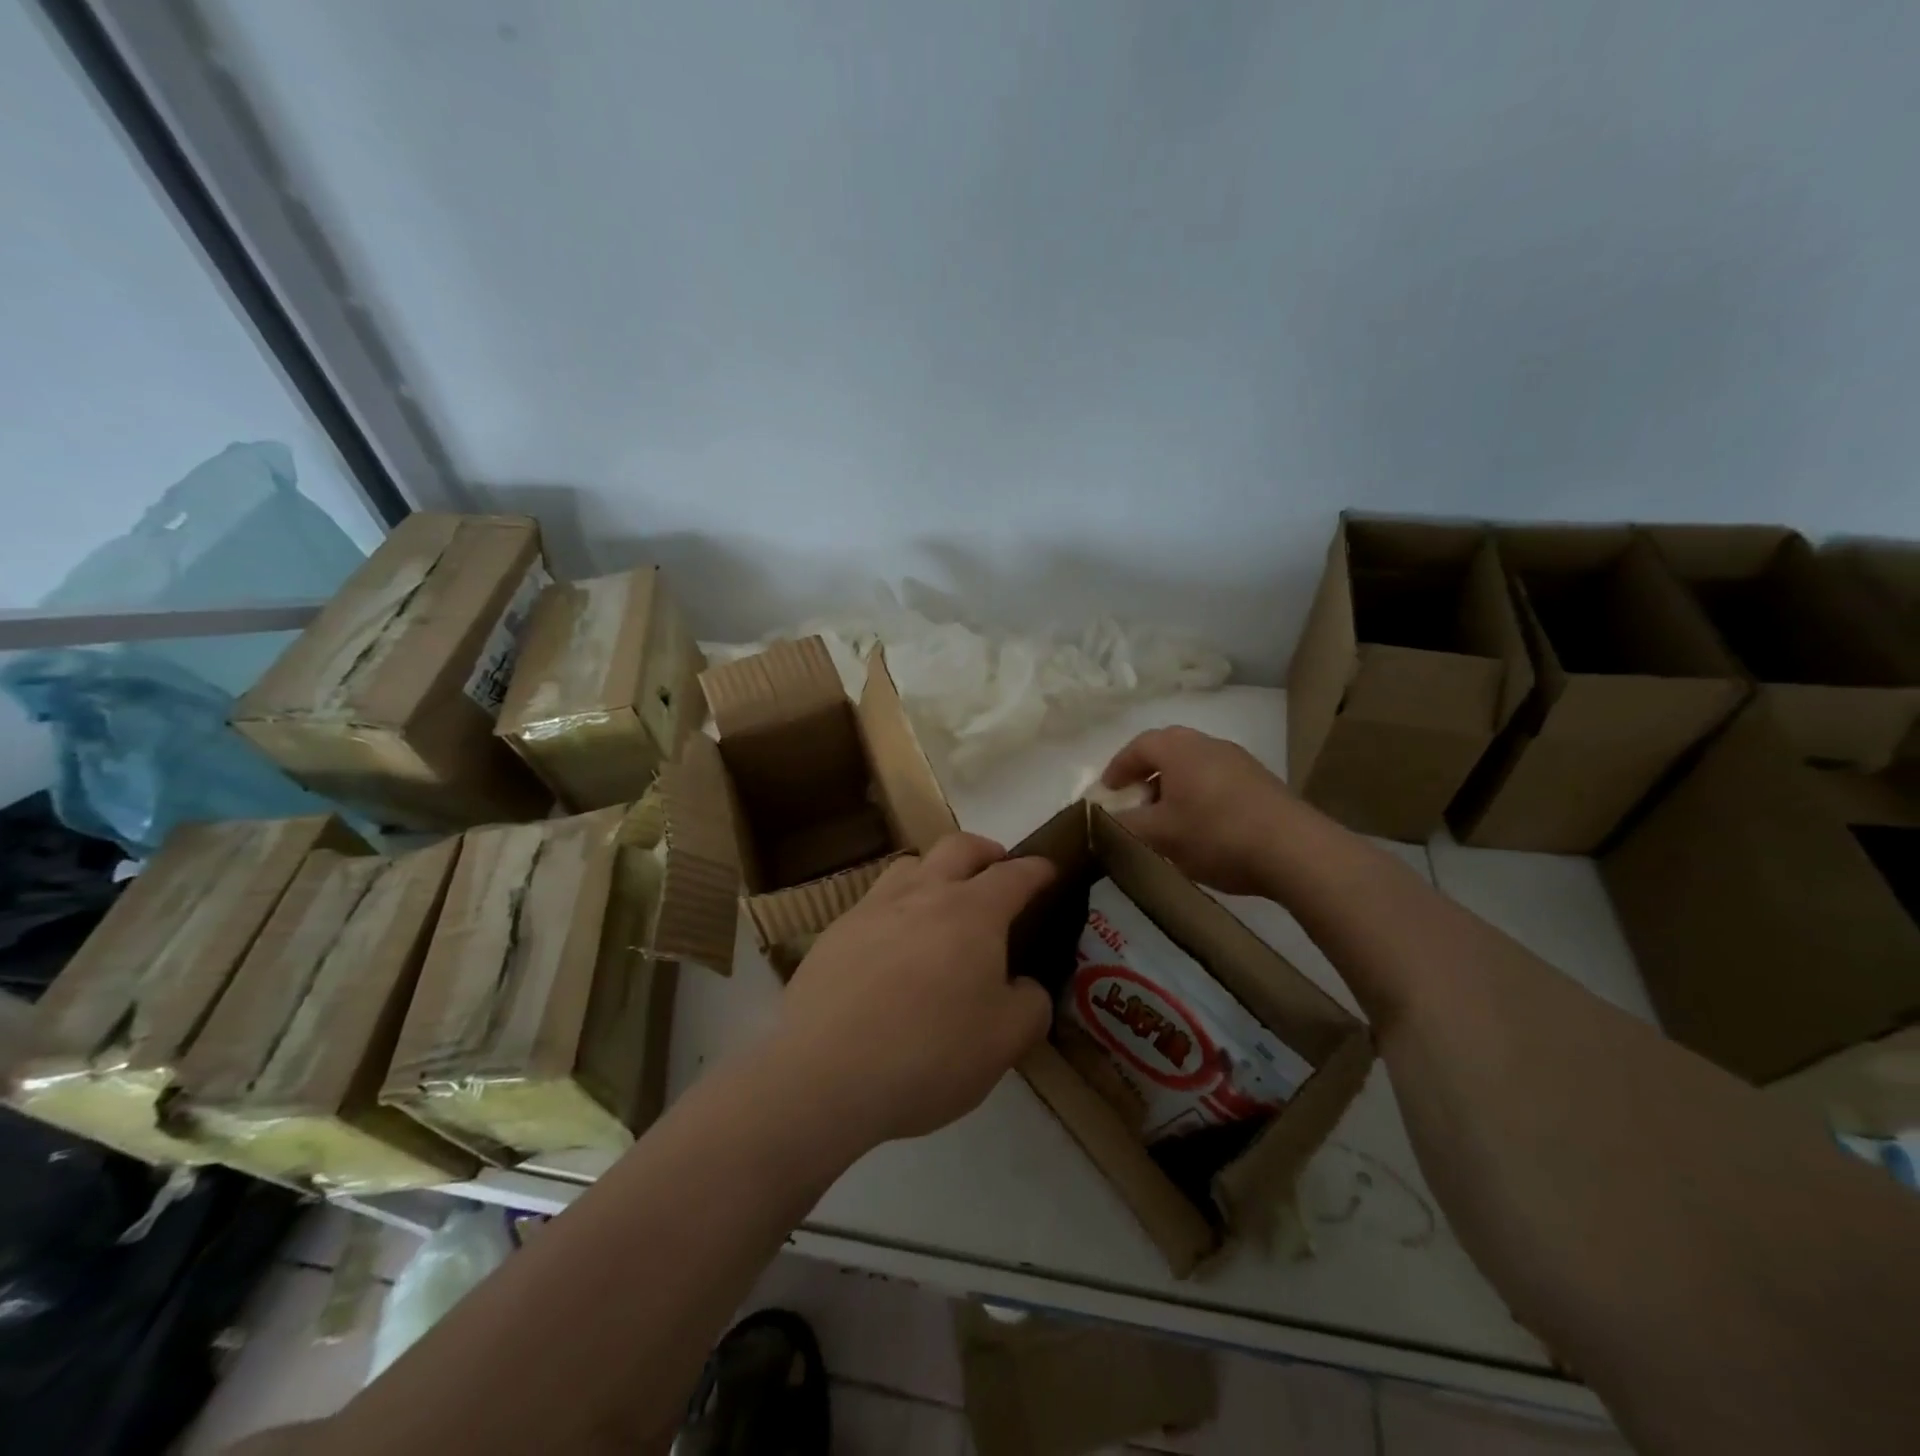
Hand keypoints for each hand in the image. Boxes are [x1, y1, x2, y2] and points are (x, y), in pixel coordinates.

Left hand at [771, 834, 1056, 1148]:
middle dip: (985, 851)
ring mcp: (873, 908)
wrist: (825, 1074)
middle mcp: (923, 894)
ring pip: (910, 865)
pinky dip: (896, 908)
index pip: (1014, 875)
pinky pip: (874, 902)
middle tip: (997, 870)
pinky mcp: (835, 932)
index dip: (1037, 870)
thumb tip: (1024, 986)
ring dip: (935, 871)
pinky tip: (893, 946)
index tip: (1048, 871)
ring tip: (942, 901)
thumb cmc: (930, 1054)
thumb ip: (1030, 1005)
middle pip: (958, 846)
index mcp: (973, 912)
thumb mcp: (1006, 1042)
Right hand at [1102, 726, 1295, 895]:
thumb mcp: (1159, 835)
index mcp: (1179, 748)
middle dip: (1146, 776)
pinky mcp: (1261, 782)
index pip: (1137, 746)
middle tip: (1134, 803)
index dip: (1117, 768)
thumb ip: (1122, 826)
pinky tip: (1203, 828)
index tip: (1107, 792)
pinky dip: (1199, 796)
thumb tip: (1101, 820)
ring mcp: (1239, 761)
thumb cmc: (1216, 835)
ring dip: (1174, 787)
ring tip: (1167, 820)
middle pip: (1167, 752)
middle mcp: (1209, 744)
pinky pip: (1217, 781)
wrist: (1295, 851)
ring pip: (1194, 767)